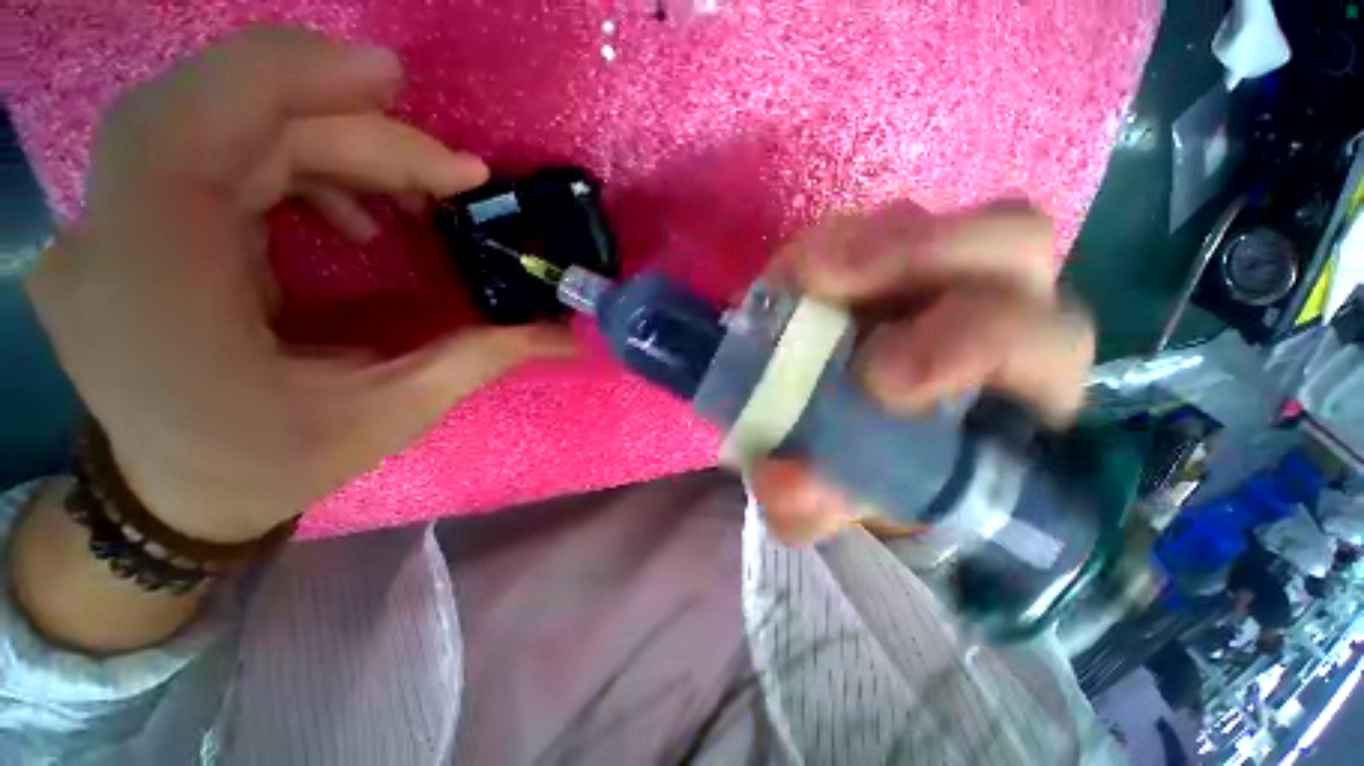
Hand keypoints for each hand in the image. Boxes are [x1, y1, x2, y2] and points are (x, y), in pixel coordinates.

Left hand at [26, 28, 572, 542]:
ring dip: (334, 144)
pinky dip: (296, 162)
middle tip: (450, 175)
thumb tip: (563, 332)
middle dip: (353, 130)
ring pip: (222, 124)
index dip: (286, 76)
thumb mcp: (387, 419)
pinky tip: (350, 212)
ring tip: (414, 194)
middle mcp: (110, 242)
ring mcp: (109, 226)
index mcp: (155, 299)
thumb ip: (476, 360)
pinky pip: (213, 153)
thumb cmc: (270, 465)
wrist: (173, 495)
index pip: (185, 131)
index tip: (394, 83)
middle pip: (226, 119)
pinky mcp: (131, 222)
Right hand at [749, 202, 1094, 544]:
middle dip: (916, 257)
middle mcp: (997, 309)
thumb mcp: (840, 501)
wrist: (836, 437)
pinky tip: (790, 281)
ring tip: (798, 280)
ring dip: (856, 246)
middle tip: (824, 286)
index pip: (1041, 341)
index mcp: (1021, 387)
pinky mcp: (880, 258)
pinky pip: (858, 229)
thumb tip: (784, 482)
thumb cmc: (864, 474)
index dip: (967, 347)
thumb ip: (816, 504)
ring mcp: (934, 272)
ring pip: (927, 220)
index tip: (874, 383)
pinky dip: (822, 247)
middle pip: (1009, 240)